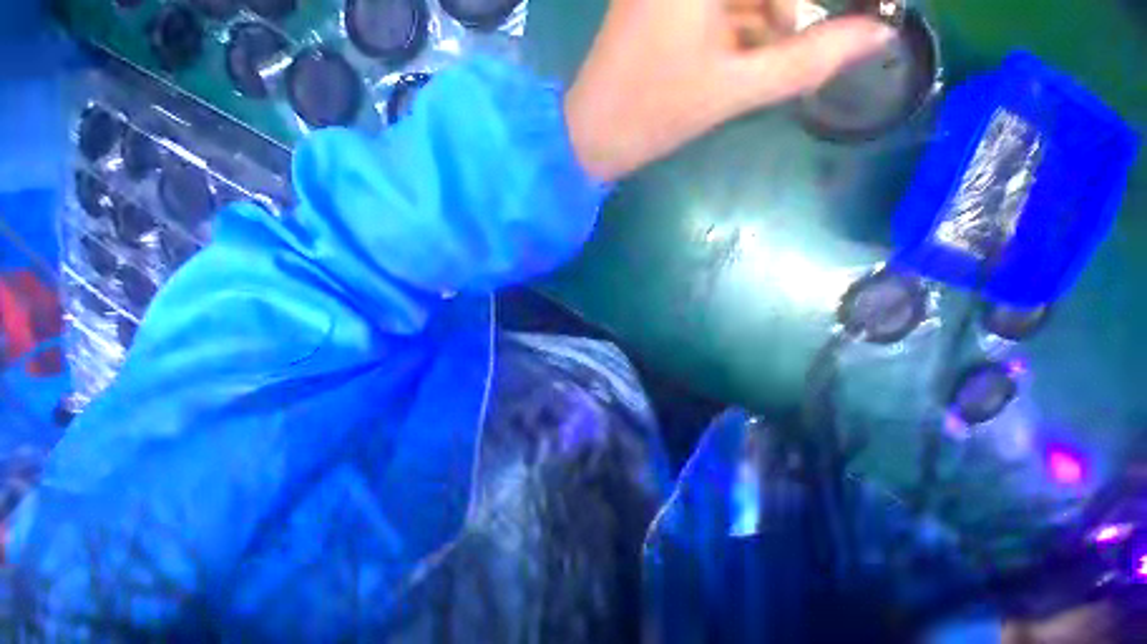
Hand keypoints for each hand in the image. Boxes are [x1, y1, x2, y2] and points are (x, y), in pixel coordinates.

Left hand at [565, 0, 895, 180]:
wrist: (591, 135)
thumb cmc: (653, 115)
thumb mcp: (734, 88)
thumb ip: (808, 58)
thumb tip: (878, 34)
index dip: (796, 11)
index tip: (834, 23)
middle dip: (789, 14)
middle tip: (818, 35)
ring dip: (771, 14)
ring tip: (779, 49)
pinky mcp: (662, 2)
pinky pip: (724, 4)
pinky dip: (747, 18)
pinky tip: (753, 48)